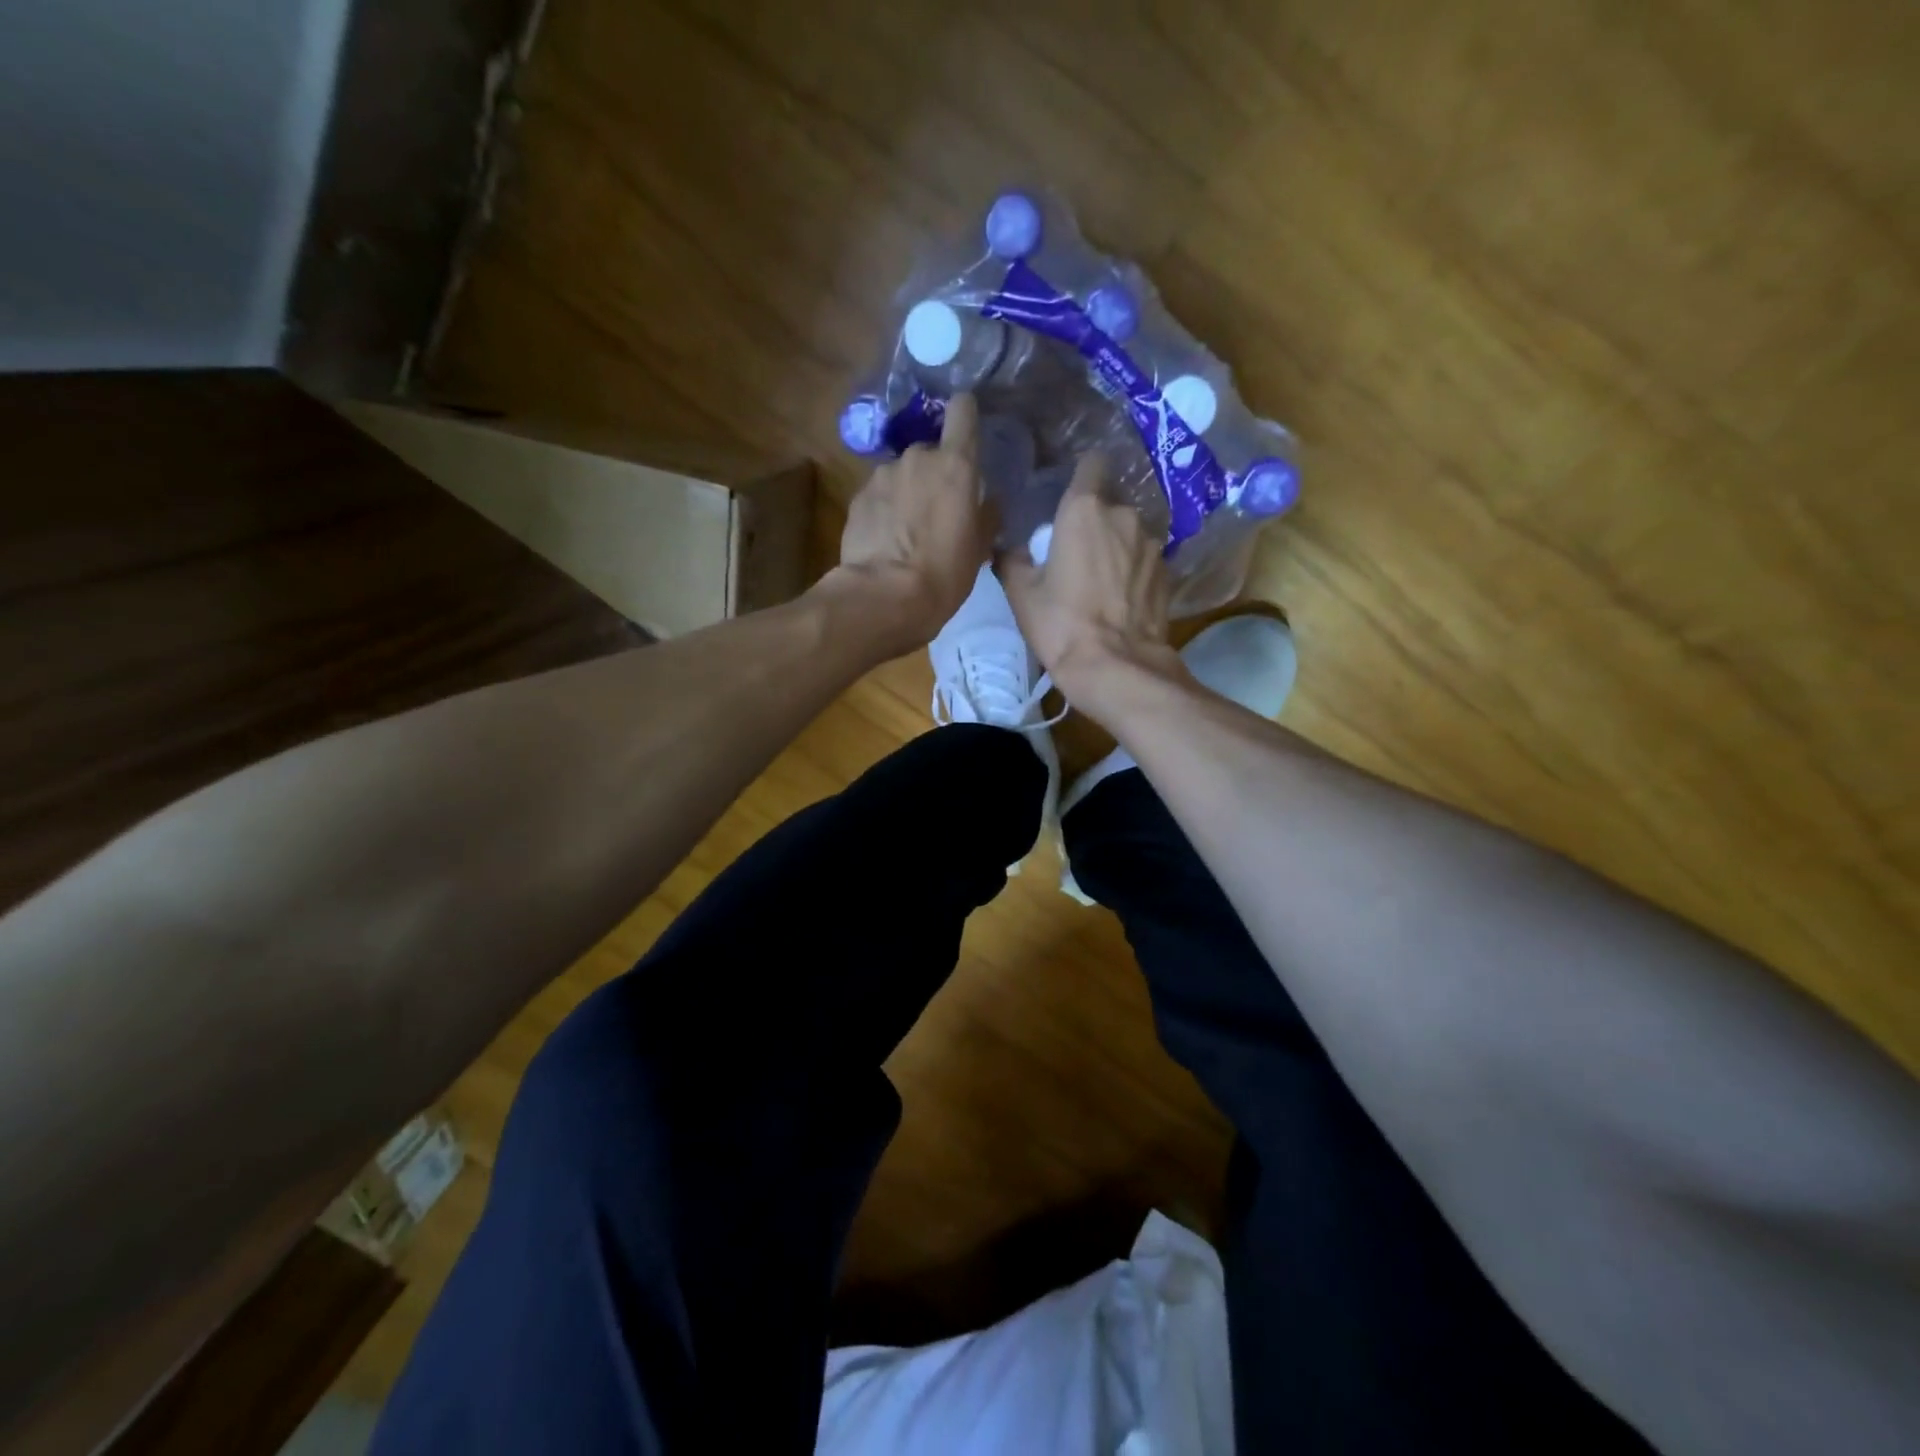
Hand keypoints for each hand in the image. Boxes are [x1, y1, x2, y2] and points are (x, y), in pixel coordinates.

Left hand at [823, 393, 992, 652]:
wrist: (883, 597)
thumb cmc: (944, 573)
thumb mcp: (979, 548)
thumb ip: (987, 515)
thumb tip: (989, 501)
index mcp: (955, 464)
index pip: (963, 411)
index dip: (966, 417)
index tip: (968, 432)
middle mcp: (917, 457)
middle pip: (930, 451)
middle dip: (934, 474)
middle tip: (938, 510)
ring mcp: (882, 475)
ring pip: (901, 474)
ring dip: (906, 493)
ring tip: (908, 531)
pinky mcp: (857, 497)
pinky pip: (879, 496)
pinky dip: (884, 510)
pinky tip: (886, 541)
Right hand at [999, 454, 1181, 702]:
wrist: (1115, 666)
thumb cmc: (1060, 624)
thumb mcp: (1021, 593)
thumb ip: (1013, 560)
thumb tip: (1010, 549)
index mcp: (1085, 509)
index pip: (1092, 463)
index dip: (1082, 474)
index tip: (1071, 494)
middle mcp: (1124, 515)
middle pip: (1110, 504)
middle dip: (1096, 521)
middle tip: (1078, 552)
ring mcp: (1152, 544)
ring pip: (1130, 533)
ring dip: (1118, 547)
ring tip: (1103, 581)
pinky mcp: (1168, 573)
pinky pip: (1145, 561)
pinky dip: (1134, 572)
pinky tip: (1122, 599)